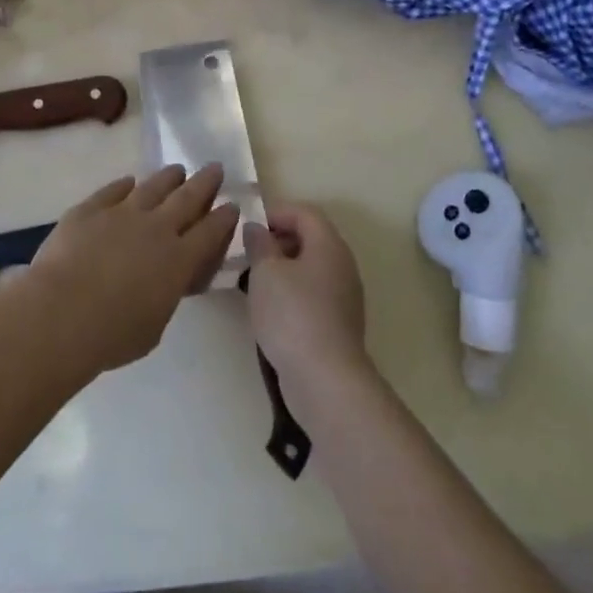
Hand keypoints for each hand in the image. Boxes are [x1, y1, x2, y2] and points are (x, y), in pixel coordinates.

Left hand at [25, 164, 239, 373]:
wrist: (61, 313)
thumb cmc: (111, 335)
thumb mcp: (154, 327)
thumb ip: (164, 296)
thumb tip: (164, 283)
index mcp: (178, 260)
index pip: (210, 232)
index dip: (223, 218)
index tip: (231, 204)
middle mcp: (156, 228)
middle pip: (187, 198)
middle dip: (205, 182)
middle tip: (215, 168)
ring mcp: (122, 213)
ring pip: (152, 187)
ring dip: (169, 177)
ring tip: (177, 169)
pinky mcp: (90, 209)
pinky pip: (113, 190)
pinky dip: (124, 185)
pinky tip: (129, 181)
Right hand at [246, 203, 369, 396]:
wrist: (325, 379)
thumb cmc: (292, 315)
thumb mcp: (265, 272)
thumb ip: (260, 244)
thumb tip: (258, 229)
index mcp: (329, 245)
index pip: (304, 212)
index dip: (275, 213)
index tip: (248, 228)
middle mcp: (342, 265)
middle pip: (310, 238)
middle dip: (277, 241)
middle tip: (248, 254)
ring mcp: (344, 296)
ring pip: (310, 268)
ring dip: (282, 269)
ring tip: (254, 282)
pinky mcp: (339, 323)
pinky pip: (313, 294)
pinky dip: (292, 293)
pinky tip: (271, 311)